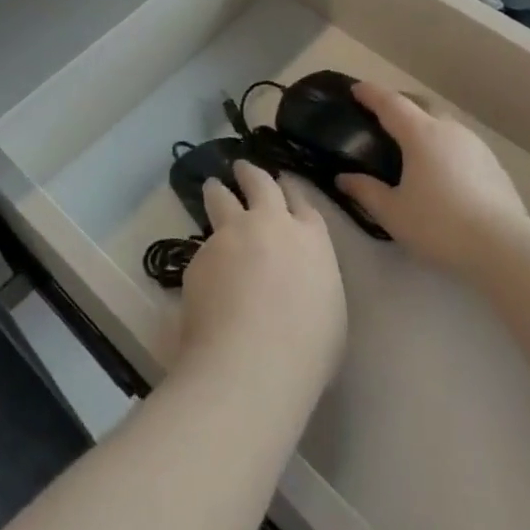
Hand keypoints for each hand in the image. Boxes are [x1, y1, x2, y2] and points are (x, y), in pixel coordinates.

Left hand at [178, 161, 346, 396]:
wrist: (252, 362)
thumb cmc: (306, 350)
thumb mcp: (329, 311)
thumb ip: (313, 280)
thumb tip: (296, 280)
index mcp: (311, 238)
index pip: (301, 202)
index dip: (290, 192)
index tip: (282, 184)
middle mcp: (271, 224)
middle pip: (260, 184)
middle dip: (251, 173)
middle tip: (241, 167)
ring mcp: (232, 235)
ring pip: (222, 199)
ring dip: (218, 190)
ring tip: (212, 187)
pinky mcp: (200, 255)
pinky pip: (203, 246)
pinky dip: (205, 250)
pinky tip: (204, 268)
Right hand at [335, 83, 529, 280]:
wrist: (504, 247)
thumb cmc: (439, 225)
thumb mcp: (393, 213)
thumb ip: (366, 191)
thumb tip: (344, 178)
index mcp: (420, 134)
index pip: (390, 103)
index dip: (371, 94)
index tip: (356, 89)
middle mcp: (449, 130)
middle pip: (420, 106)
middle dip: (399, 105)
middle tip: (382, 116)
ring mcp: (476, 146)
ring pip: (444, 124)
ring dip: (425, 126)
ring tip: (412, 145)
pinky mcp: (494, 165)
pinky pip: (461, 145)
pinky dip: (444, 147)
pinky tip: (442, 170)